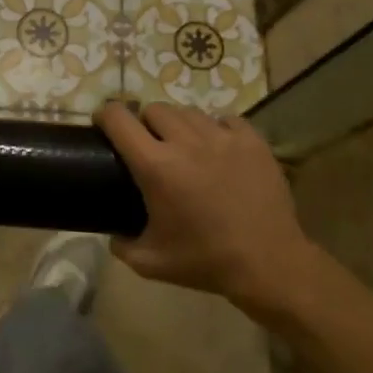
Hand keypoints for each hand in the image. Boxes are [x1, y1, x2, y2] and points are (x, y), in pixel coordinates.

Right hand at [95, 101, 320, 312]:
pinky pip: (225, 119)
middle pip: (155, 109)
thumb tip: (113, 233)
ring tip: (184, 145)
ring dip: (179, 124)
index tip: (103, 124)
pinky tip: (217, 148)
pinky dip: (215, 128)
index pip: (120, 119)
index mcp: (156, 166)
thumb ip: (122, 244)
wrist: (269, 263)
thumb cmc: (206, 262)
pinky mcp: (252, 140)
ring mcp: (223, 137)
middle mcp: (186, 142)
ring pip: (189, 112)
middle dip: (145, 122)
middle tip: (149, 144)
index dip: (105, 115)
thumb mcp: (150, 262)